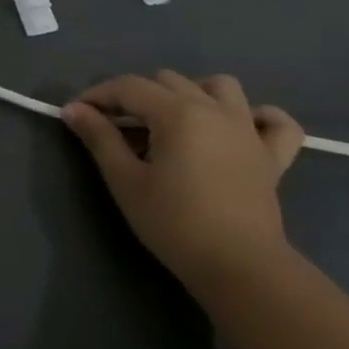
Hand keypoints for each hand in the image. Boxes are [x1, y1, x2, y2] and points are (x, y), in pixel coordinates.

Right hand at [62, 71, 303, 290]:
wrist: (239, 267)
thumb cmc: (174, 223)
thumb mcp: (126, 181)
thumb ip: (100, 138)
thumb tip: (73, 109)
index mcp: (178, 112)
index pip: (129, 87)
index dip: (98, 95)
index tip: (76, 114)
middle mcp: (215, 109)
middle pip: (168, 81)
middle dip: (137, 96)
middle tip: (118, 128)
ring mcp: (248, 130)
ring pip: (221, 86)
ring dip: (193, 93)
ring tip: (174, 120)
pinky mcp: (273, 157)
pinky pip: (275, 123)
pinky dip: (258, 118)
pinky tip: (239, 129)